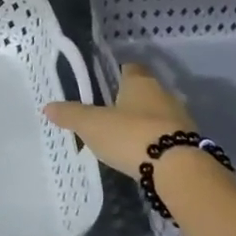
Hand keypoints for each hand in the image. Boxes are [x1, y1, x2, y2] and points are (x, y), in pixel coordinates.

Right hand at [43, 62, 196, 179]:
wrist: (176, 168)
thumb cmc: (130, 135)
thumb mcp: (92, 125)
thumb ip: (71, 115)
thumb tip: (47, 106)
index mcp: (140, 82)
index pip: (129, 68)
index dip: (116, 74)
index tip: (102, 84)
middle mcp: (163, 94)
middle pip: (144, 91)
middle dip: (128, 101)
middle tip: (107, 114)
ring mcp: (180, 118)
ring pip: (156, 114)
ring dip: (142, 123)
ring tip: (122, 138)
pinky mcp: (187, 142)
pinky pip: (166, 136)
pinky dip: (153, 141)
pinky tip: (140, 154)